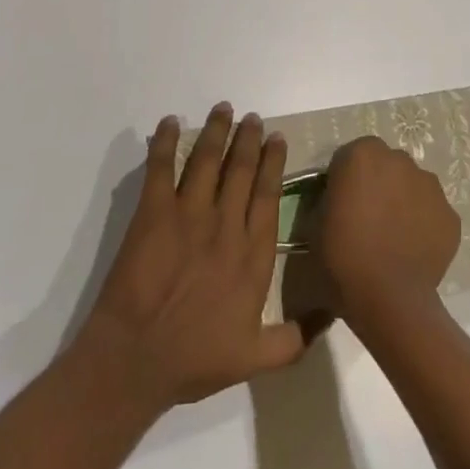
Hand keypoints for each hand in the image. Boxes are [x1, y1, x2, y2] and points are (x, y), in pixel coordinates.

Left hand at [77, 103, 305, 414]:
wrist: (137, 359)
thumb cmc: (195, 359)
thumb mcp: (255, 359)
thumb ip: (294, 337)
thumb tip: (332, 314)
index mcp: (252, 255)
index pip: (267, 195)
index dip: (273, 163)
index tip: (277, 138)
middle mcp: (226, 225)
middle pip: (241, 170)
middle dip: (248, 139)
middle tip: (252, 118)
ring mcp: (189, 214)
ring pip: (207, 160)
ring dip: (217, 131)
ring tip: (224, 109)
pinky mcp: (154, 212)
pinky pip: (161, 167)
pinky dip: (166, 142)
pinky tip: (170, 122)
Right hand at [317, 137, 460, 332]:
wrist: (389, 299)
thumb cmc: (343, 258)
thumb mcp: (315, 223)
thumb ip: (328, 199)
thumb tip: (338, 200)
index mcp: (362, 155)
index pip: (351, 157)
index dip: (345, 180)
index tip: (341, 204)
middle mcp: (400, 159)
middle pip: (385, 166)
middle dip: (378, 184)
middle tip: (367, 218)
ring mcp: (430, 186)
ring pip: (412, 186)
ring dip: (403, 201)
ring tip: (393, 237)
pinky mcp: (451, 215)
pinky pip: (432, 213)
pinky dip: (424, 225)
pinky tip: (413, 251)